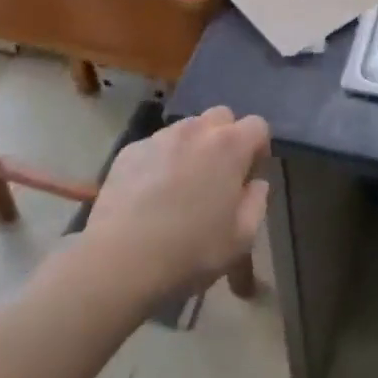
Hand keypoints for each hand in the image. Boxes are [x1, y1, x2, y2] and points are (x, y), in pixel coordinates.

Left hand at [83, 107, 269, 301]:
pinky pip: (156, 146)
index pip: (257, 125)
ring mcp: (160, 137)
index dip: (258, 148)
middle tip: (217, 175)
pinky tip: (150, 194)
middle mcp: (196, 130)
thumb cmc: (190, 252)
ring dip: (193, 147)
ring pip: (187, 128)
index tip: (248, 176)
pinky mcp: (130, 150)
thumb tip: (255, 184)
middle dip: (225, 138)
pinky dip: (161, 160)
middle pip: (221, 116)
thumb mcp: (241, 239)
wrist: (119, 262)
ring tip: (181, 185)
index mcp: (230, 146)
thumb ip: (256, 203)